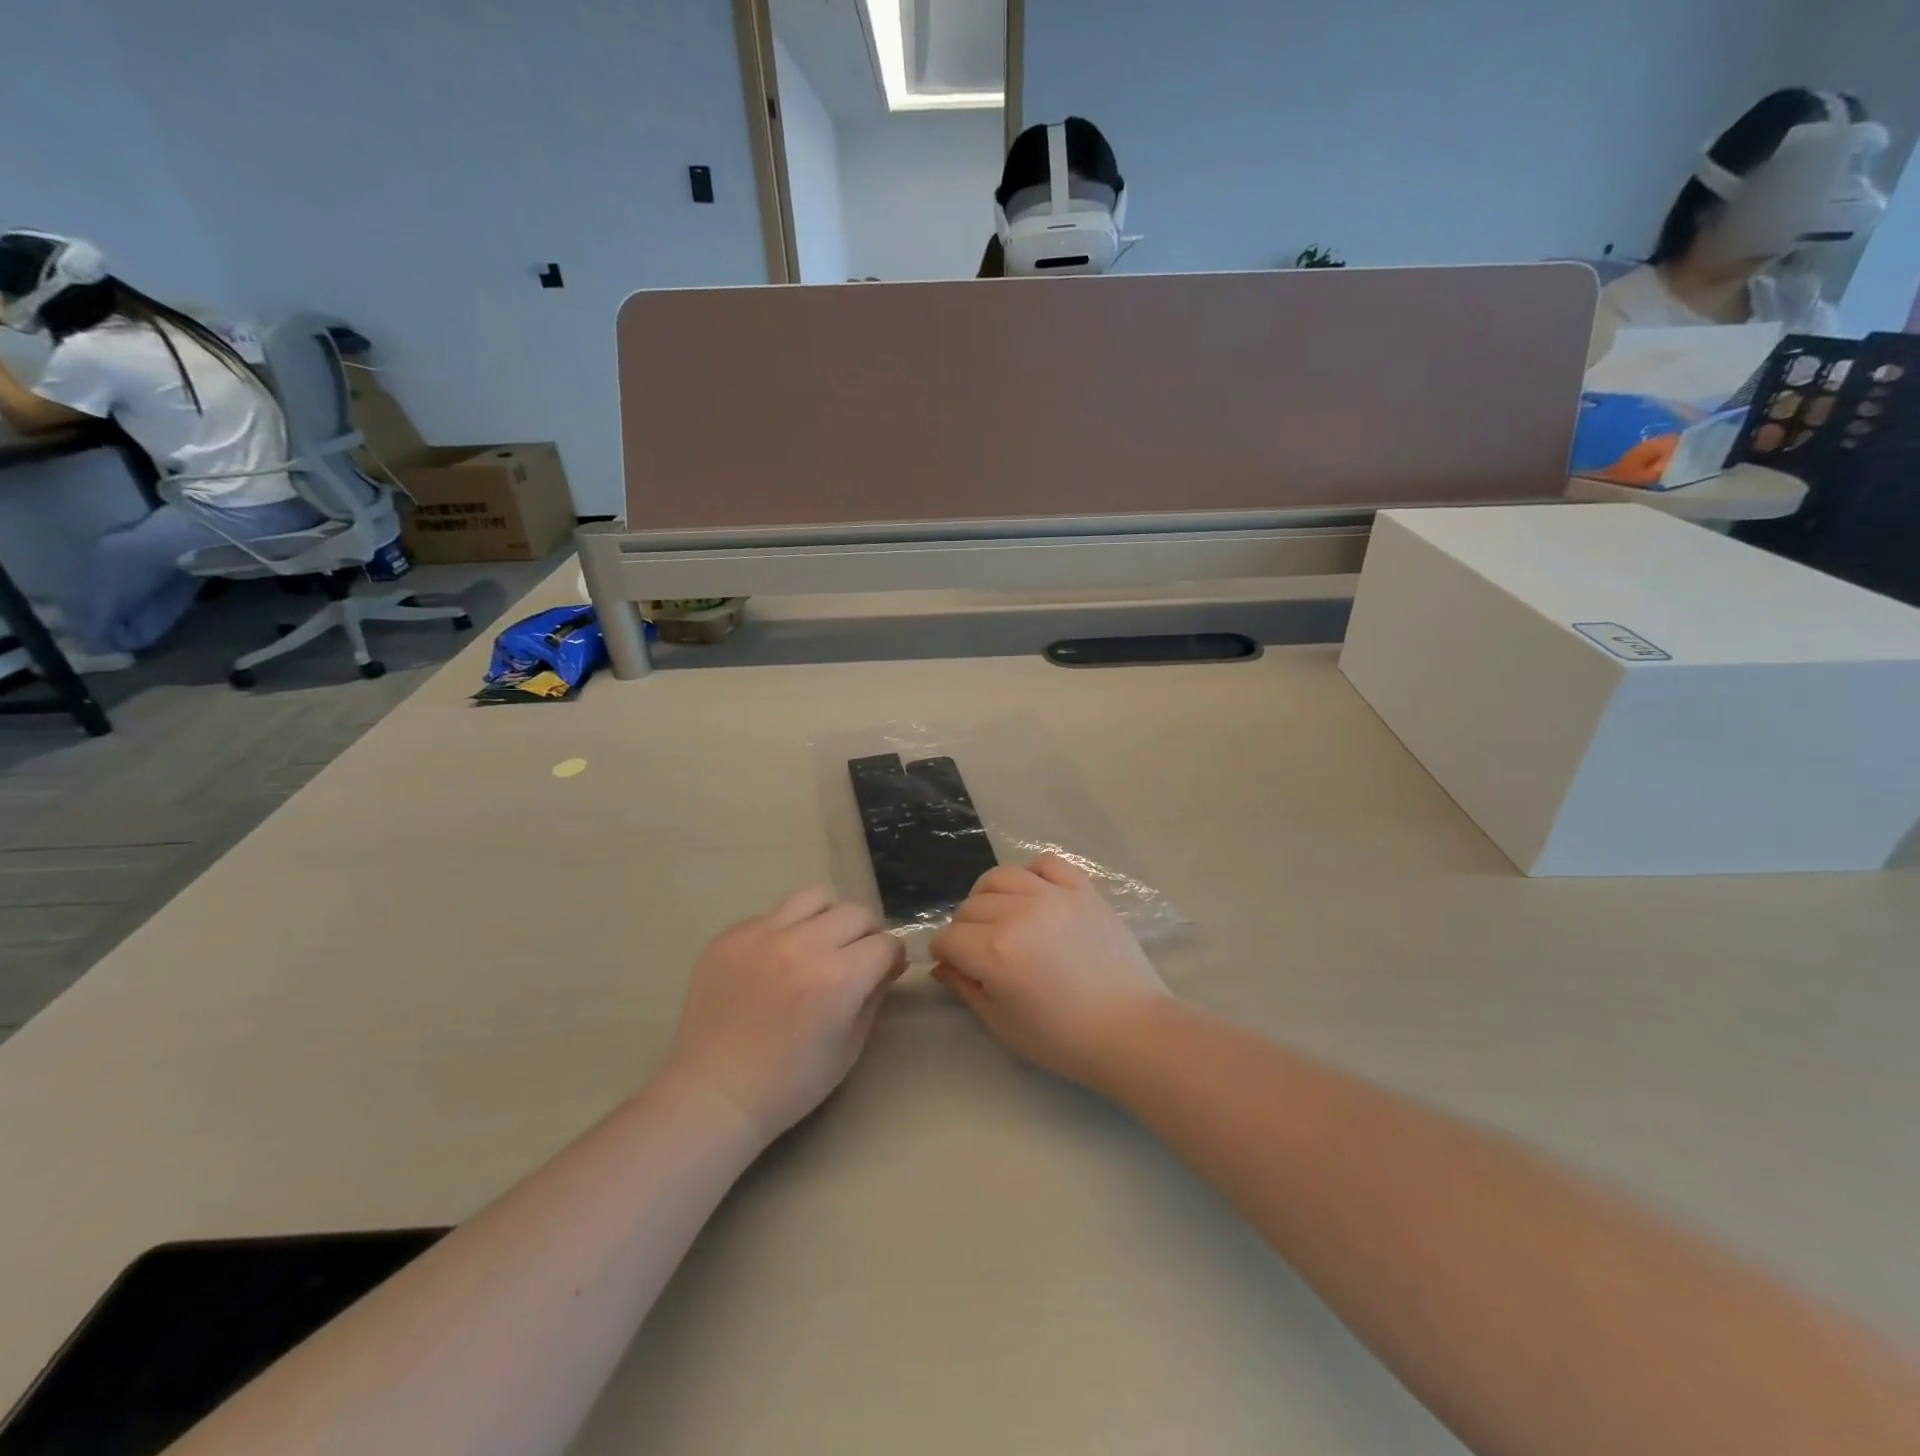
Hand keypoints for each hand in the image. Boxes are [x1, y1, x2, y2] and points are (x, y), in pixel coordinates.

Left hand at [666, 888, 905, 1142]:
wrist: (714, 1095)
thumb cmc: (789, 1084)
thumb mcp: (848, 1048)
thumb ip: (874, 996)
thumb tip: (887, 964)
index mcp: (838, 978)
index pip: (885, 943)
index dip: (892, 957)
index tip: (886, 969)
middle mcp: (803, 945)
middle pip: (855, 913)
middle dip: (865, 934)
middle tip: (855, 957)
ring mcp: (762, 935)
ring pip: (814, 898)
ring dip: (827, 919)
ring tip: (817, 944)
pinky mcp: (730, 936)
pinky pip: (771, 916)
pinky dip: (784, 931)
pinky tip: (774, 961)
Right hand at [930, 855, 1171, 1093]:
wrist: (1132, 1030)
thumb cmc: (1064, 1039)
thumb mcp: (1003, 1023)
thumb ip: (967, 988)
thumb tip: (943, 965)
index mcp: (995, 952)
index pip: (950, 937)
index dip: (943, 952)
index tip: (951, 964)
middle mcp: (1018, 914)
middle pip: (971, 906)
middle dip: (963, 928)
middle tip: (976, 949)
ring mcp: (1053, 896)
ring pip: (1001, 877)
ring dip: (989, 896)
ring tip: (999, 915)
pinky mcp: (1082, 890)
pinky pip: (1047, 863)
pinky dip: (1032, 873)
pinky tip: (1034, 894)